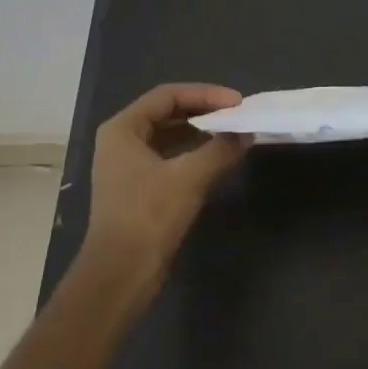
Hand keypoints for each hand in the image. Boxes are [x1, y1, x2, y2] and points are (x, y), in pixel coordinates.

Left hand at [83, 83, 247, 284]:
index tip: (237, 102)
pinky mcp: (140, 189)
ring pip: (171, 137)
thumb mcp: (189, 177)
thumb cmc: (149, 216)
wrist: (121, 274)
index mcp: (123, 129)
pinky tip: (220, 158)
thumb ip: (220, 149)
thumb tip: (246, 134)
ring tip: (235, 133)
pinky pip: (172, 158)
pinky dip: (196, 154)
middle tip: (238, 115)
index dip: (205, 94)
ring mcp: (129, 166)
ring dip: (203, 133)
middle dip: (205, 112)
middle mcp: (122, 141)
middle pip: (169, 113)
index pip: (168, 96)